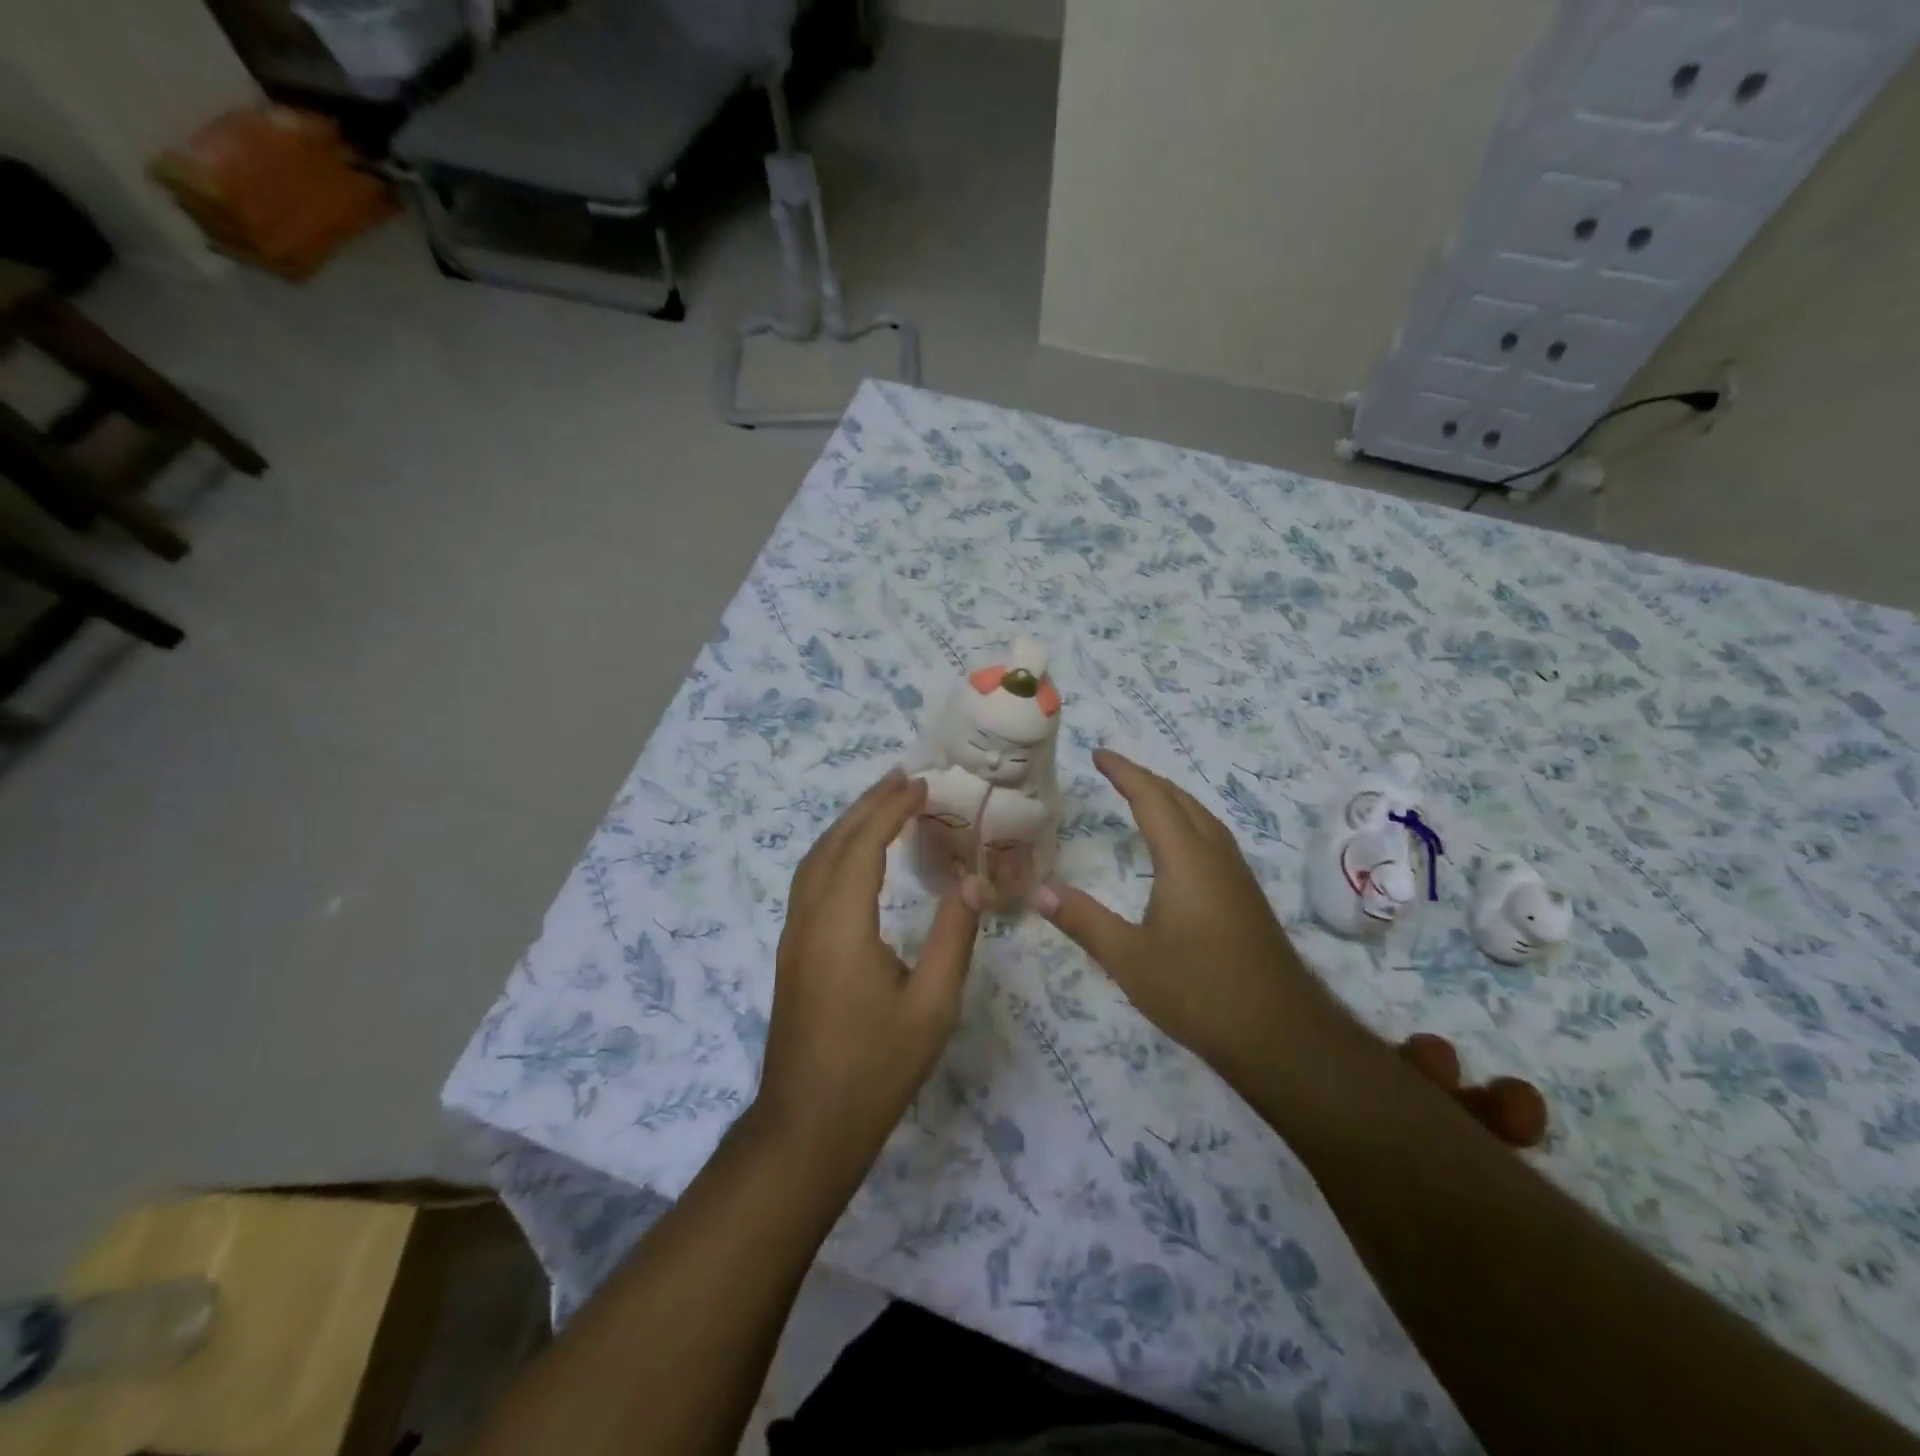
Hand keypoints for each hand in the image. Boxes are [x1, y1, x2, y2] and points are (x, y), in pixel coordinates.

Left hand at [757, 769, 982, 1174]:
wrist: (807, 1127)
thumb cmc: (875, 1069)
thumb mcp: (931, 1007)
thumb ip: (953, 938)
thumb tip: (973, 882)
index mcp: (842, 926)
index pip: (863, 847)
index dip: (890, 810)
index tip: (920, 784)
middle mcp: (809, 920)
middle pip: (832, 844)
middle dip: (866, 805)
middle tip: (902, 779)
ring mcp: (794, 937)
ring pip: (814, 861)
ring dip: (846, 826)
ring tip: (881, 804)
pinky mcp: (792, 953)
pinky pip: (809, 882)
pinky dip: (834, 852)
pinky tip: (855, 858)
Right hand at [1035, 750, 1321, 1080]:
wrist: (1281, 1035)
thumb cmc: (1199, 992)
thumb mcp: (1129, 959)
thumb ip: (1083, 920)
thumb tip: (1037, 890)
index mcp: (1186, 860)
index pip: (1152, 798)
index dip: (1124, 772)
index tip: (1098, 754)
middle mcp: (1215, 857)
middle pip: (1181, 800)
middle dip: (1147, 779)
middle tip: (1113, 772)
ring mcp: (1237, 876)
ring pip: (1202, 818)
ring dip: (1171, 799)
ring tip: (1142, 797)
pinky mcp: (1246, 897)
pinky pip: (1213, 839)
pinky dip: (1187, 822)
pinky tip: (1178, 847)